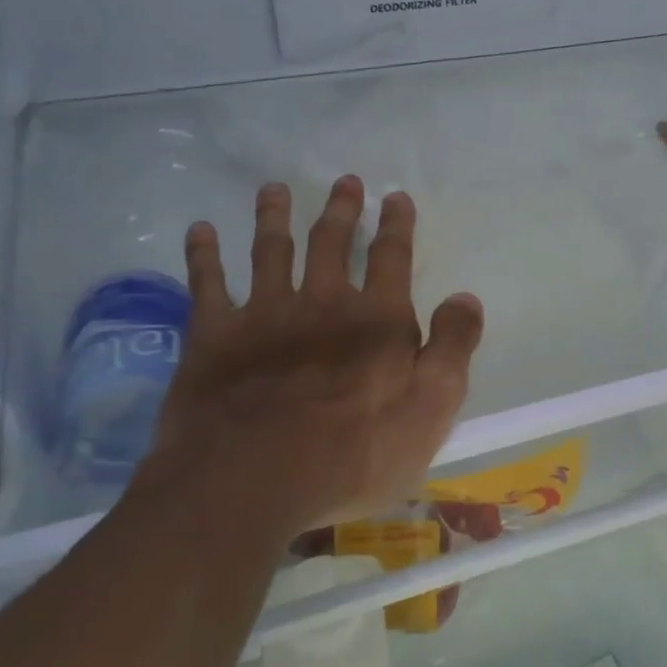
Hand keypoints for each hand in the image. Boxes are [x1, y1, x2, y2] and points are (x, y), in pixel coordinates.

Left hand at [141, 176, 483, 533]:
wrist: (253, 484)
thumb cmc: (354, 457)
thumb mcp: (430, 410)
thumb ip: (452, 349)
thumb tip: (466, 297)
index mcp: (376, 320)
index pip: (391, 258)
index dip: (396, 225)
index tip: (395, 197)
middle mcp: (320, 303)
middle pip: (330, 244)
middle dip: (340, 210)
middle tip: (344, 181)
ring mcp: (262, 315)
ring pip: (270, 251)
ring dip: (273, 216)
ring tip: (274, 189)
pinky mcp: (212, 337)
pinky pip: (205, 284)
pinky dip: (203, 254)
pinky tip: (200, 230)